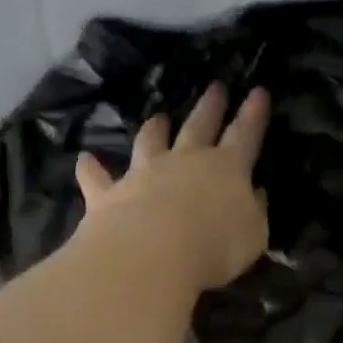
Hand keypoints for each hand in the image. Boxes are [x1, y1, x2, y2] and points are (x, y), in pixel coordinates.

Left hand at [75, 84, 270, 291]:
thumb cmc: (213, 246)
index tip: (258, 92)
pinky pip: (98, 177)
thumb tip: (255, 194)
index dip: (253, 115)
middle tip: (215, 88)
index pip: (244, 135)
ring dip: (154, 129)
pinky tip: (85, 159)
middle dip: (210, 107)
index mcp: (225, 169)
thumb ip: (253, 212)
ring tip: (158, 118)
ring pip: (149, 142)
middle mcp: (184, 161)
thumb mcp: (251, 235)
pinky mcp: (109, 193)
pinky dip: (91, 169)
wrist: (151, 253)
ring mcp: (143, 174)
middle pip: (198, 127)